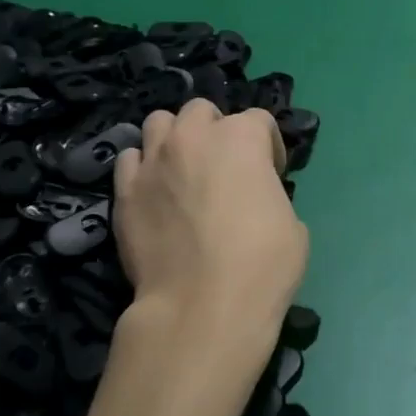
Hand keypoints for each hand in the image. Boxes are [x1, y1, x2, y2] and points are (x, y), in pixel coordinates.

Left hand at [114, 99, 307, 354]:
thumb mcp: (292, 223)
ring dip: (175, 138)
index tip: (272, 176)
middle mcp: (193, 137)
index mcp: (241, 138)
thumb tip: (254, 197)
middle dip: (215, 130)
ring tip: (183, 170)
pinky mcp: (124, 191)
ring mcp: (153, 162)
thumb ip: (269, 193)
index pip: (259, 119)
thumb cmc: (262, 264)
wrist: (202, 305)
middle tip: (224, 167)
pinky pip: (130, 159)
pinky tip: (155, 192)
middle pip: (202, 111)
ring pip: (159, 122)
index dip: (269, 147)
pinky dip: (144, 167)